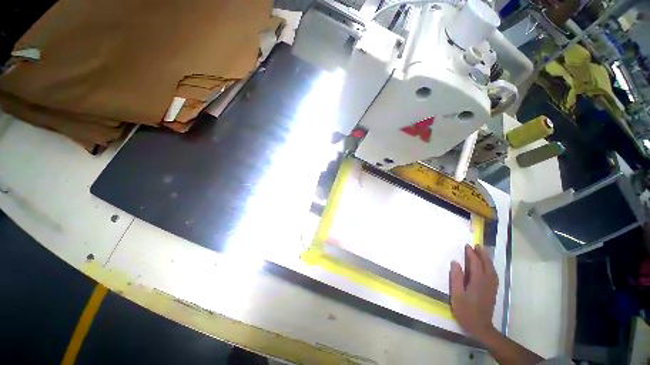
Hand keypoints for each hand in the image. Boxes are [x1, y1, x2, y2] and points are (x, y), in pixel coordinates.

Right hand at [449, 244, 498, 341]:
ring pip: (492, 269)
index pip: (476, 264)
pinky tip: (487, 267)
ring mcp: (491, 287)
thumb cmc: (466, 311)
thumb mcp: (457, 295)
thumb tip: (455, 262)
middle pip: (487, 265)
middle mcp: (487, 282)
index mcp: (478, 282)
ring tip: (482, 252)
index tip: (467, 246)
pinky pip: (493, 275)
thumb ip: (456, 278)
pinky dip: (491, 267)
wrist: (480, 327)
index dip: (472, 254)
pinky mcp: (492, 291)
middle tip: (477, 245)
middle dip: (482, 254)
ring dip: (487, 259)